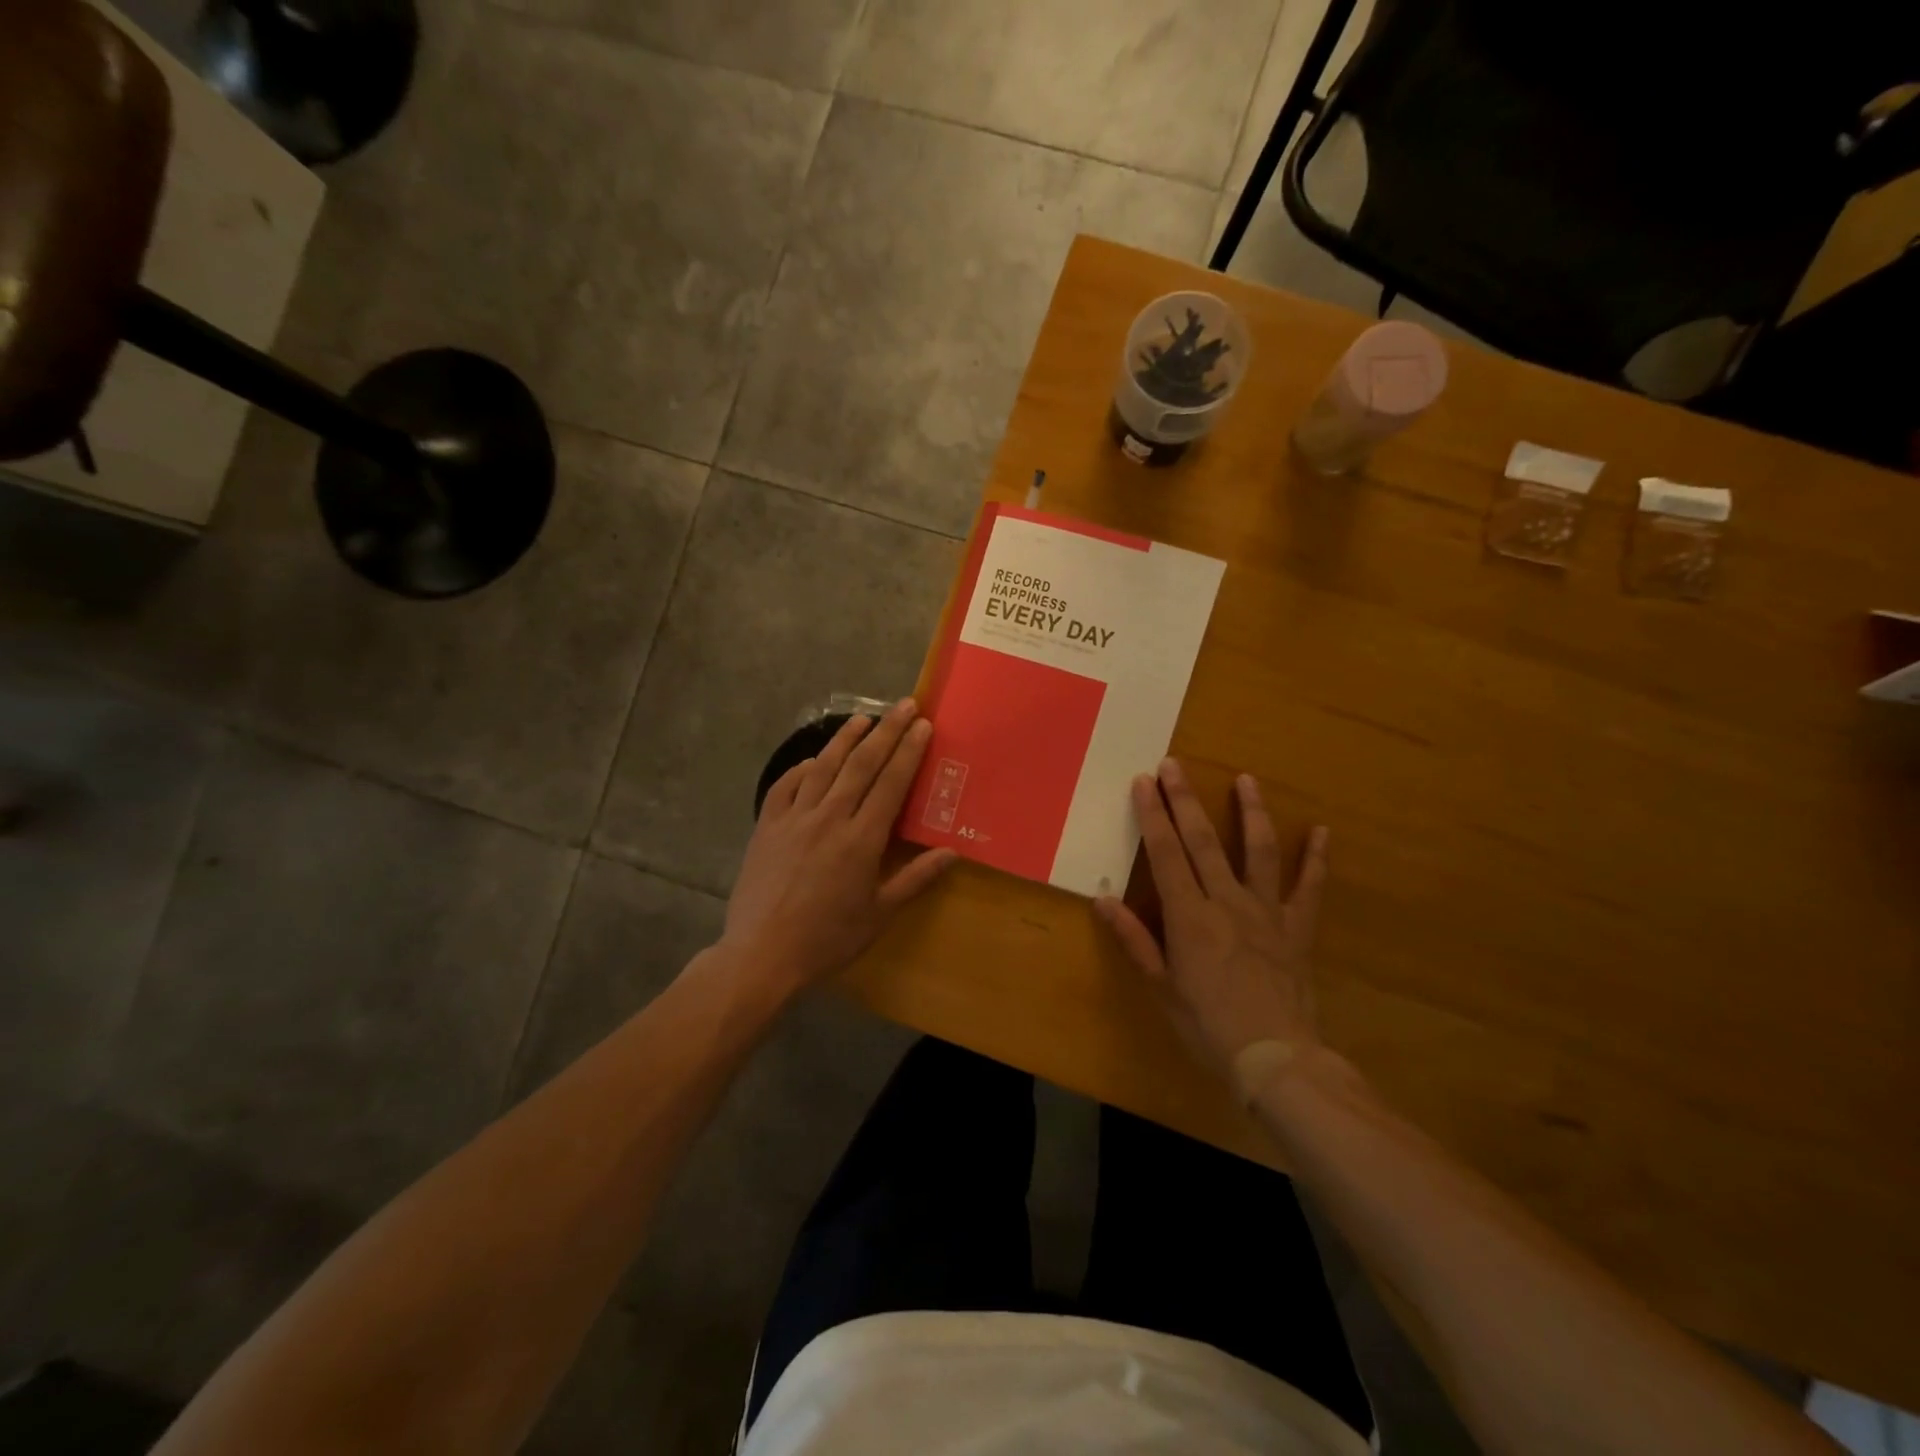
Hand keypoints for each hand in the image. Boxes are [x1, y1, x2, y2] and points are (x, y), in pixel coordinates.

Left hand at [722, 700, 955, 988]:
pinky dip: (800, 769)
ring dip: (844, 739)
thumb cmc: (828, 939)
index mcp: (861, 839)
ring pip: (823, 767)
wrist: (762, 955)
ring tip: (862, 718)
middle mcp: (829, 818)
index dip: (909, 751)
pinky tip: (811, 761)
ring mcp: (794, 819)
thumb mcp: (879, 914)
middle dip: (886, 732)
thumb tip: (952, 852)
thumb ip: (915, 879)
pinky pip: (785, 786)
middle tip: (903, 706)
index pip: (891, 783)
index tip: (923, 726)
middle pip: (861, 765)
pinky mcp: (766, 826)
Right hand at [1095, 759, 1327, 1076]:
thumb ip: (1134, 940)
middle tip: (1174, 764)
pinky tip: (1322, 831)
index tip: (1144, 782)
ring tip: (1246, 779)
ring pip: (1258, 851)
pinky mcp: (1297, 928)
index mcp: (1189, 917)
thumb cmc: (1209, 1026)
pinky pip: (1308, 887)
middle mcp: (1227, 902)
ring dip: (1251, 812)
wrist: (1276, 1059)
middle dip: (1185, 800)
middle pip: (1203, 841)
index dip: (1153, 815)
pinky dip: (1316, 859)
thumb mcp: (1162, 987)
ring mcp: (1267, 912)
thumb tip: (1102, 900)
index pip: (1166, 854)